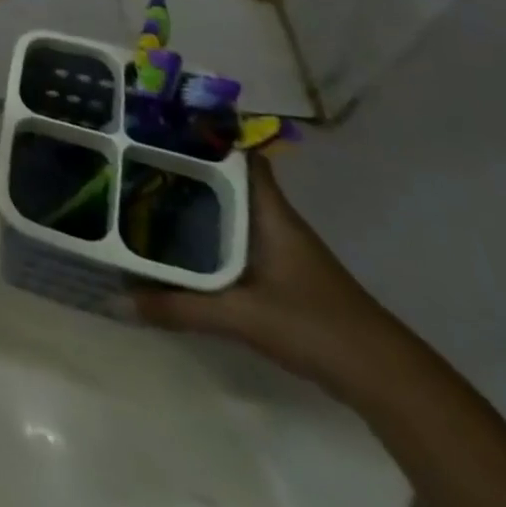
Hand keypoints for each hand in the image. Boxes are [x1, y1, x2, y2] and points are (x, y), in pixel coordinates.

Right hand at [134, 155, 392, 383]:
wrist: (386, 380)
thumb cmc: (316, 327)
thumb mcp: (241, 317)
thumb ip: (180, 308)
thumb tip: (119, 299)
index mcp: (270, 212)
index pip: (239, 155)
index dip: (206, 136)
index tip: (162, 126)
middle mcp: (274, 220)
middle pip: (227, 179)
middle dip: (187, 167)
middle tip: (136, 158)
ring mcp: (281, 246)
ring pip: (231, 208)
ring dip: (196, 200)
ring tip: (146, 192)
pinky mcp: (281, 272)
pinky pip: (235, 236)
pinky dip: (209, 231)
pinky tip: (181, 242)